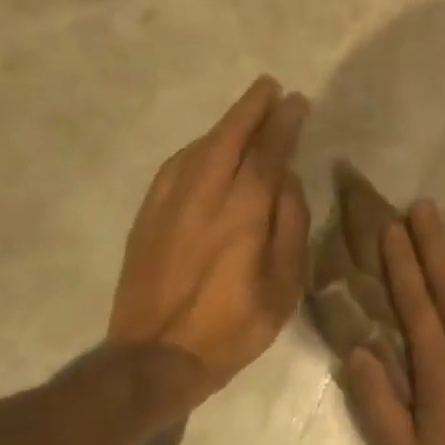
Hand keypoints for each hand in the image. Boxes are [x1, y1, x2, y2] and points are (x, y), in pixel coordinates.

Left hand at [108, 76, 310, 407]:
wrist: (155, 358)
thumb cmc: (233, 325)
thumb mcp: (284, 284)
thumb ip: (290, 226)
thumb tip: (287, 181)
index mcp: (243, 212)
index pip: (268, 152)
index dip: (284, 123)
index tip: (296, 101)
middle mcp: (204, 195)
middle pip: (229, 137)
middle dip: (251, 108)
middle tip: (269, 87)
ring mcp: (170, 203)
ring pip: (199, 147)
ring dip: (225, 124)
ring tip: (245, 112)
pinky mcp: (148, 216)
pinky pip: (176, 166)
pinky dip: (197, 147)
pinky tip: (206, 147)